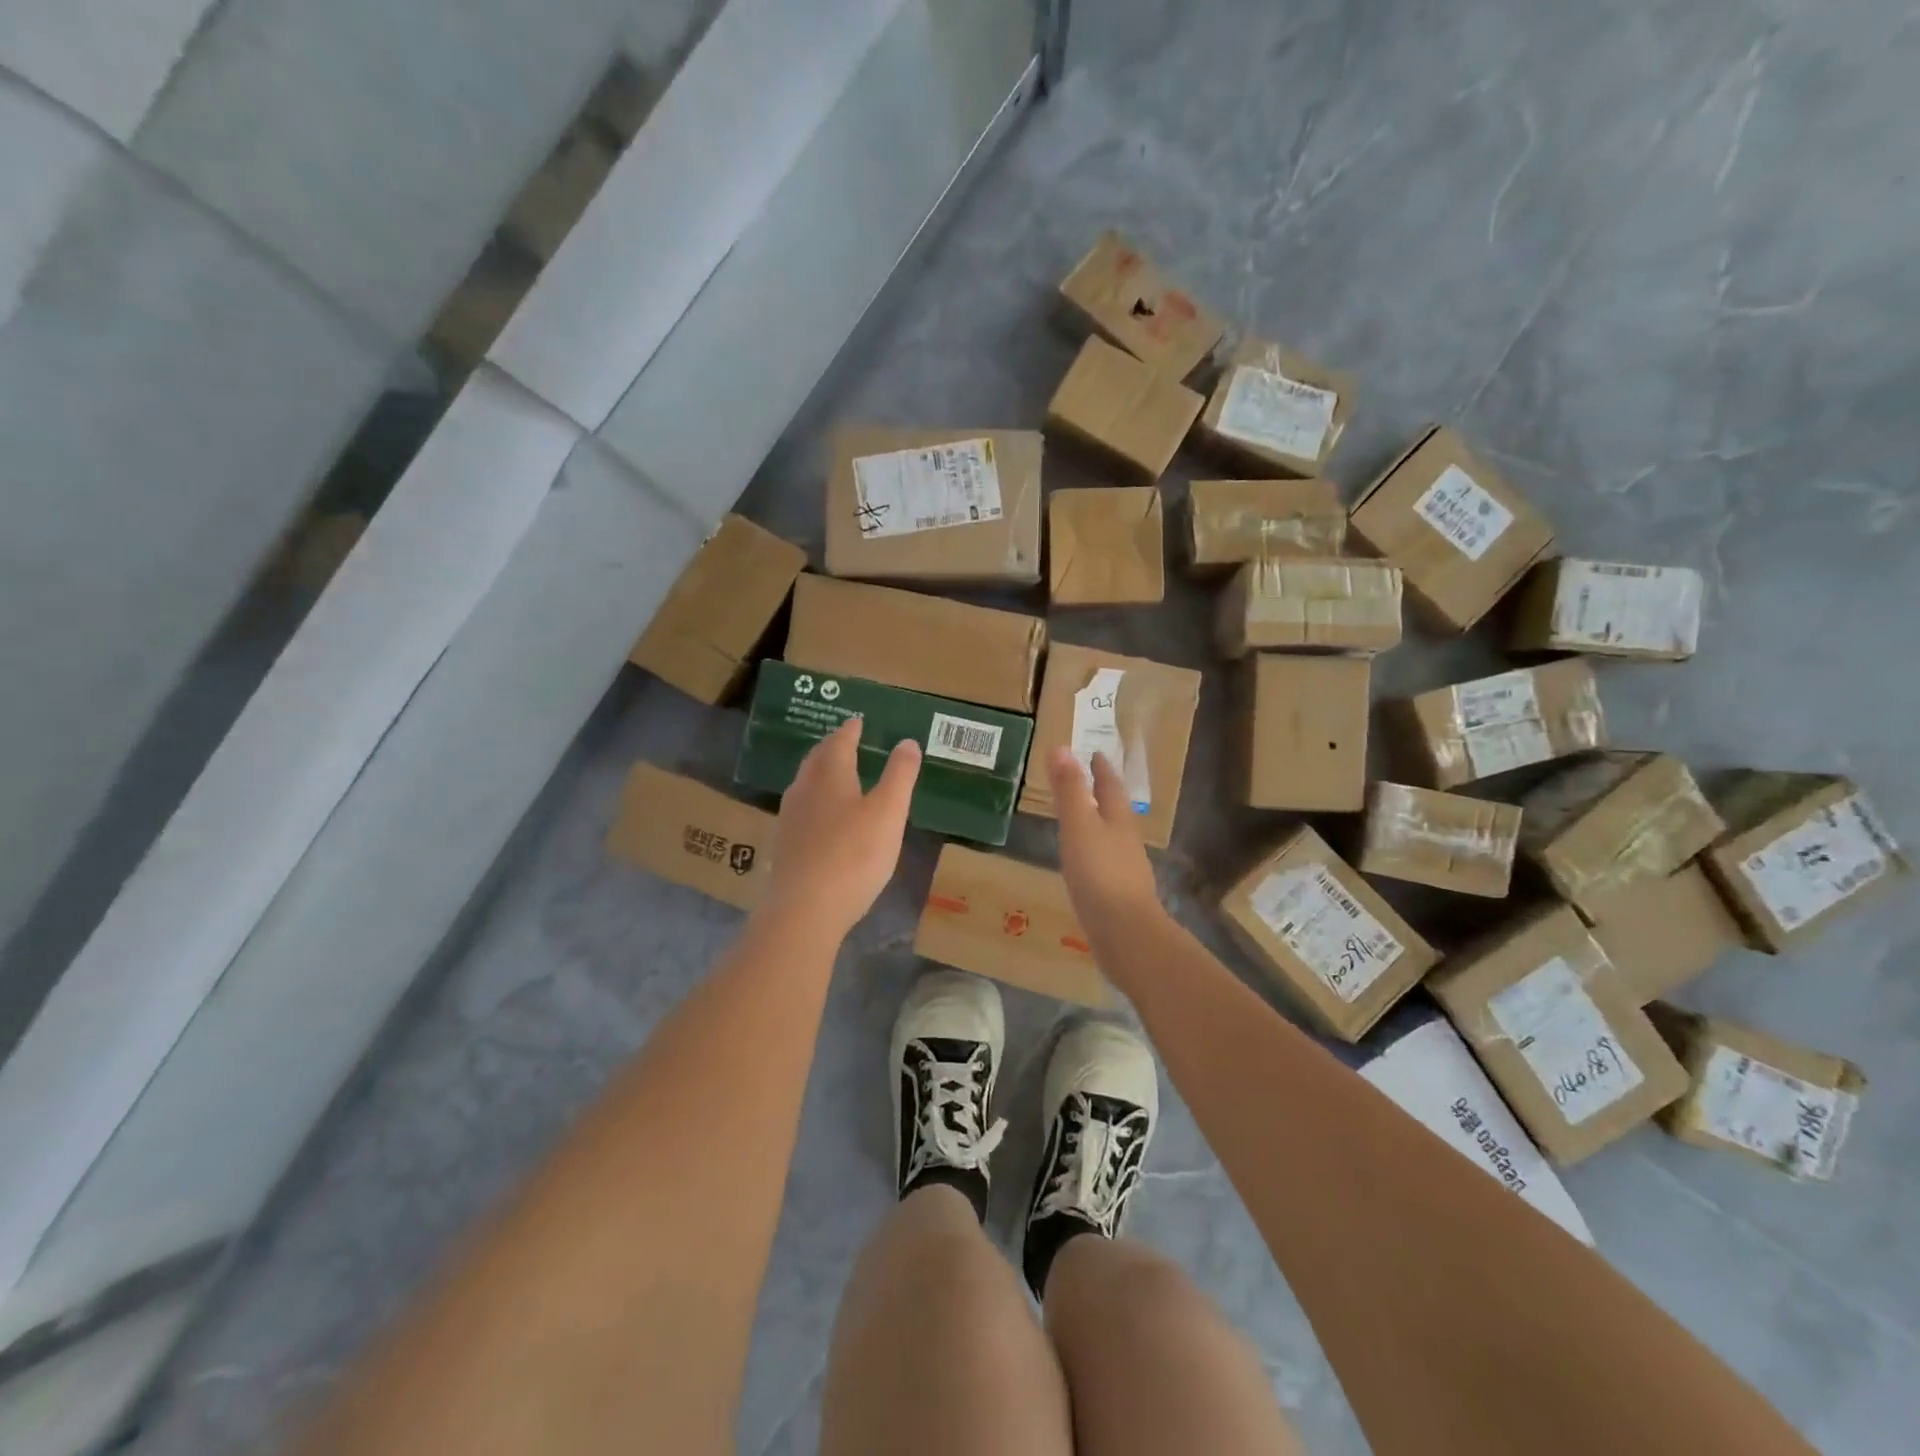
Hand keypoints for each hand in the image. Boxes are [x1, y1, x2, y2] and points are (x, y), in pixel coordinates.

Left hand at [760, 718, 920, 940]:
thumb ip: (900, 776)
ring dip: (820, 773)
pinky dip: (814, 802)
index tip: (857, 721)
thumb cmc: (854, 855)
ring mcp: (789, 818)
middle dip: (832, 747)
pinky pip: (801, 810)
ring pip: (805, 784)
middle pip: (817, 759)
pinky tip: (821, 818)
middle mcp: (804, 789)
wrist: (805, 908)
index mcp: (830, 775)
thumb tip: (907, 741)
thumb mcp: (889, 812)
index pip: (840, 742)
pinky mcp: (784, 846)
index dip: (850, 730)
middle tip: (845, 741)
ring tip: (835, 774)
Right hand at [1048, 746, 1163, 938]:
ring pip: (1112, 838)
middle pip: (1115, 811)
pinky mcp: (1119, 897)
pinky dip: (1094, 855)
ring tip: (1082, 821)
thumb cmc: (1100, 874)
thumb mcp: (1079, 826)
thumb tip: (1062, 747)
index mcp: (1118, 821)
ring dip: (1099, 825)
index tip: (1095, 754)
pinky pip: (1105, 866)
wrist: (1126, 934)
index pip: (1110, 786)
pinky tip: (1084, 866)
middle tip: (1087, 782)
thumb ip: (1069, 790)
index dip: (1101, 769)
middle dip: (1102, 795)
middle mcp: (1126, 842)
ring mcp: (1126, 871)